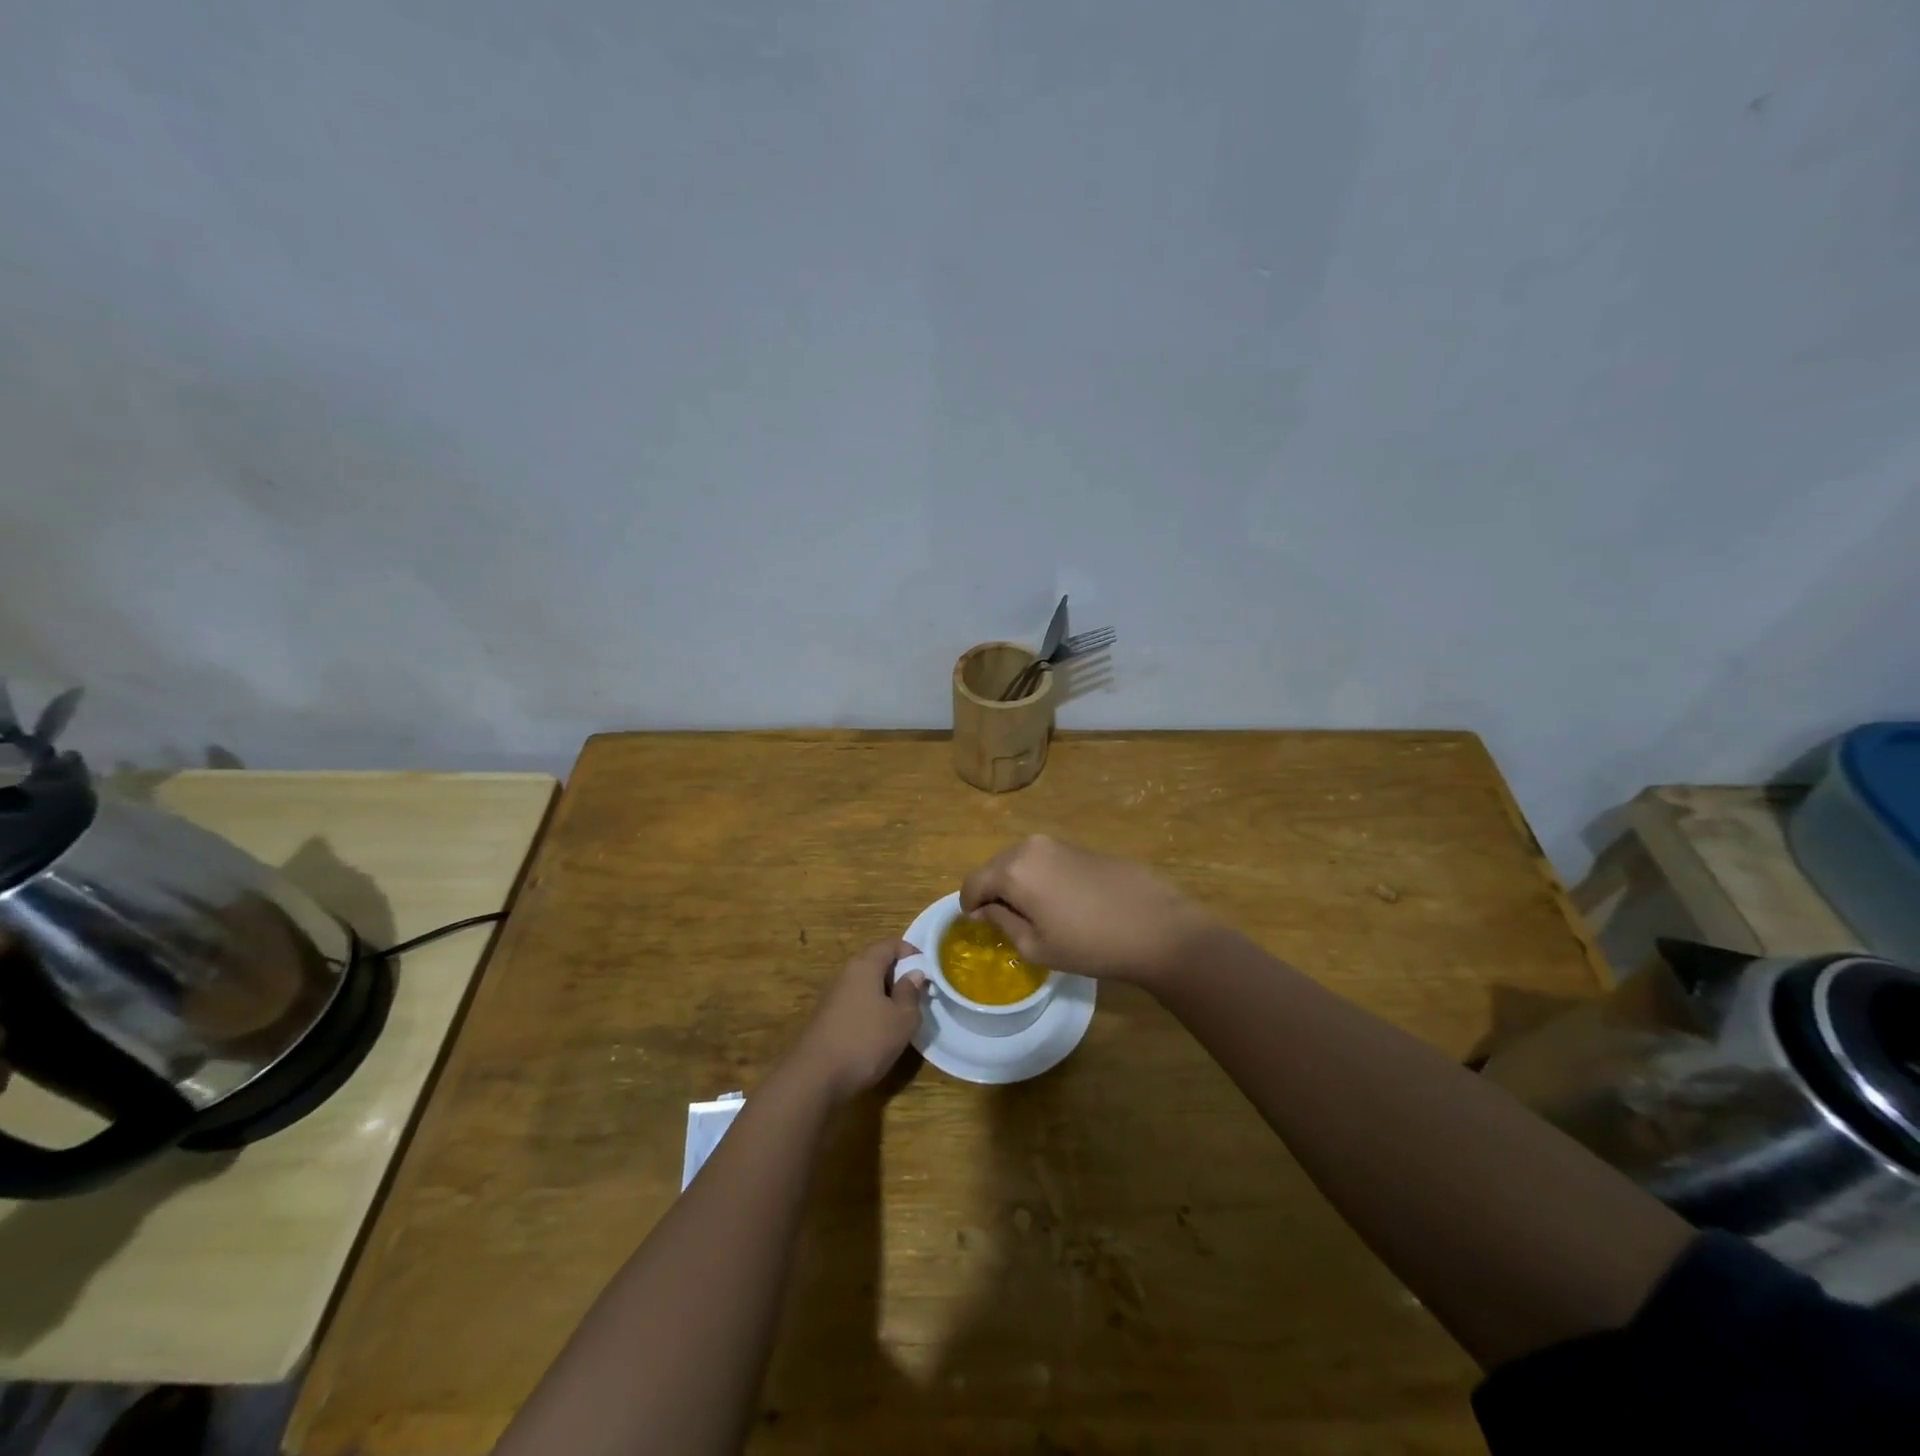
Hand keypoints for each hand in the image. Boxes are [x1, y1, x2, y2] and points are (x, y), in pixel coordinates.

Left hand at [788, 940, 927, 1101]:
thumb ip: (911, 993)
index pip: (891, 944)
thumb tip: (914, 974)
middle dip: (900, 975)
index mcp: (865, 965)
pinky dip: (872, 1010)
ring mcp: (834, 996)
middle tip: (919, 995)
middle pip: (877, 962)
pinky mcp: (828, 1018)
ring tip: (903, 1016)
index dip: (912, 952)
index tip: (928, 971)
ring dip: (886, 995)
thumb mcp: (902, 1019)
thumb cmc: (865, 1041)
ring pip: (866, 985)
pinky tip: (880, 1032)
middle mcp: (846, 974)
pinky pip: (856, 1003)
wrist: (815, 1078)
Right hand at [961, 835, 1219, 984]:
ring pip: (1020, 861)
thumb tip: (983, 910)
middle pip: (995, 867)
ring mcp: (1058, 843)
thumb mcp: (1036, 946)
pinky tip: (1061, 901)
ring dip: (1017, 882)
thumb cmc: (1090, 944)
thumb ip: (1001, 922)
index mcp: (1013, 870)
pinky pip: (1045, 859)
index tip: (977, 924)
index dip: (969, 905)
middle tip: (1003, 921)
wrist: (1156, 927)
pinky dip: (1040, 876)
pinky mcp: (1081, 846)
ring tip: (1033, 913)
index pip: (973, 882)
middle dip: (992, 891)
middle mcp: (1030, 846)